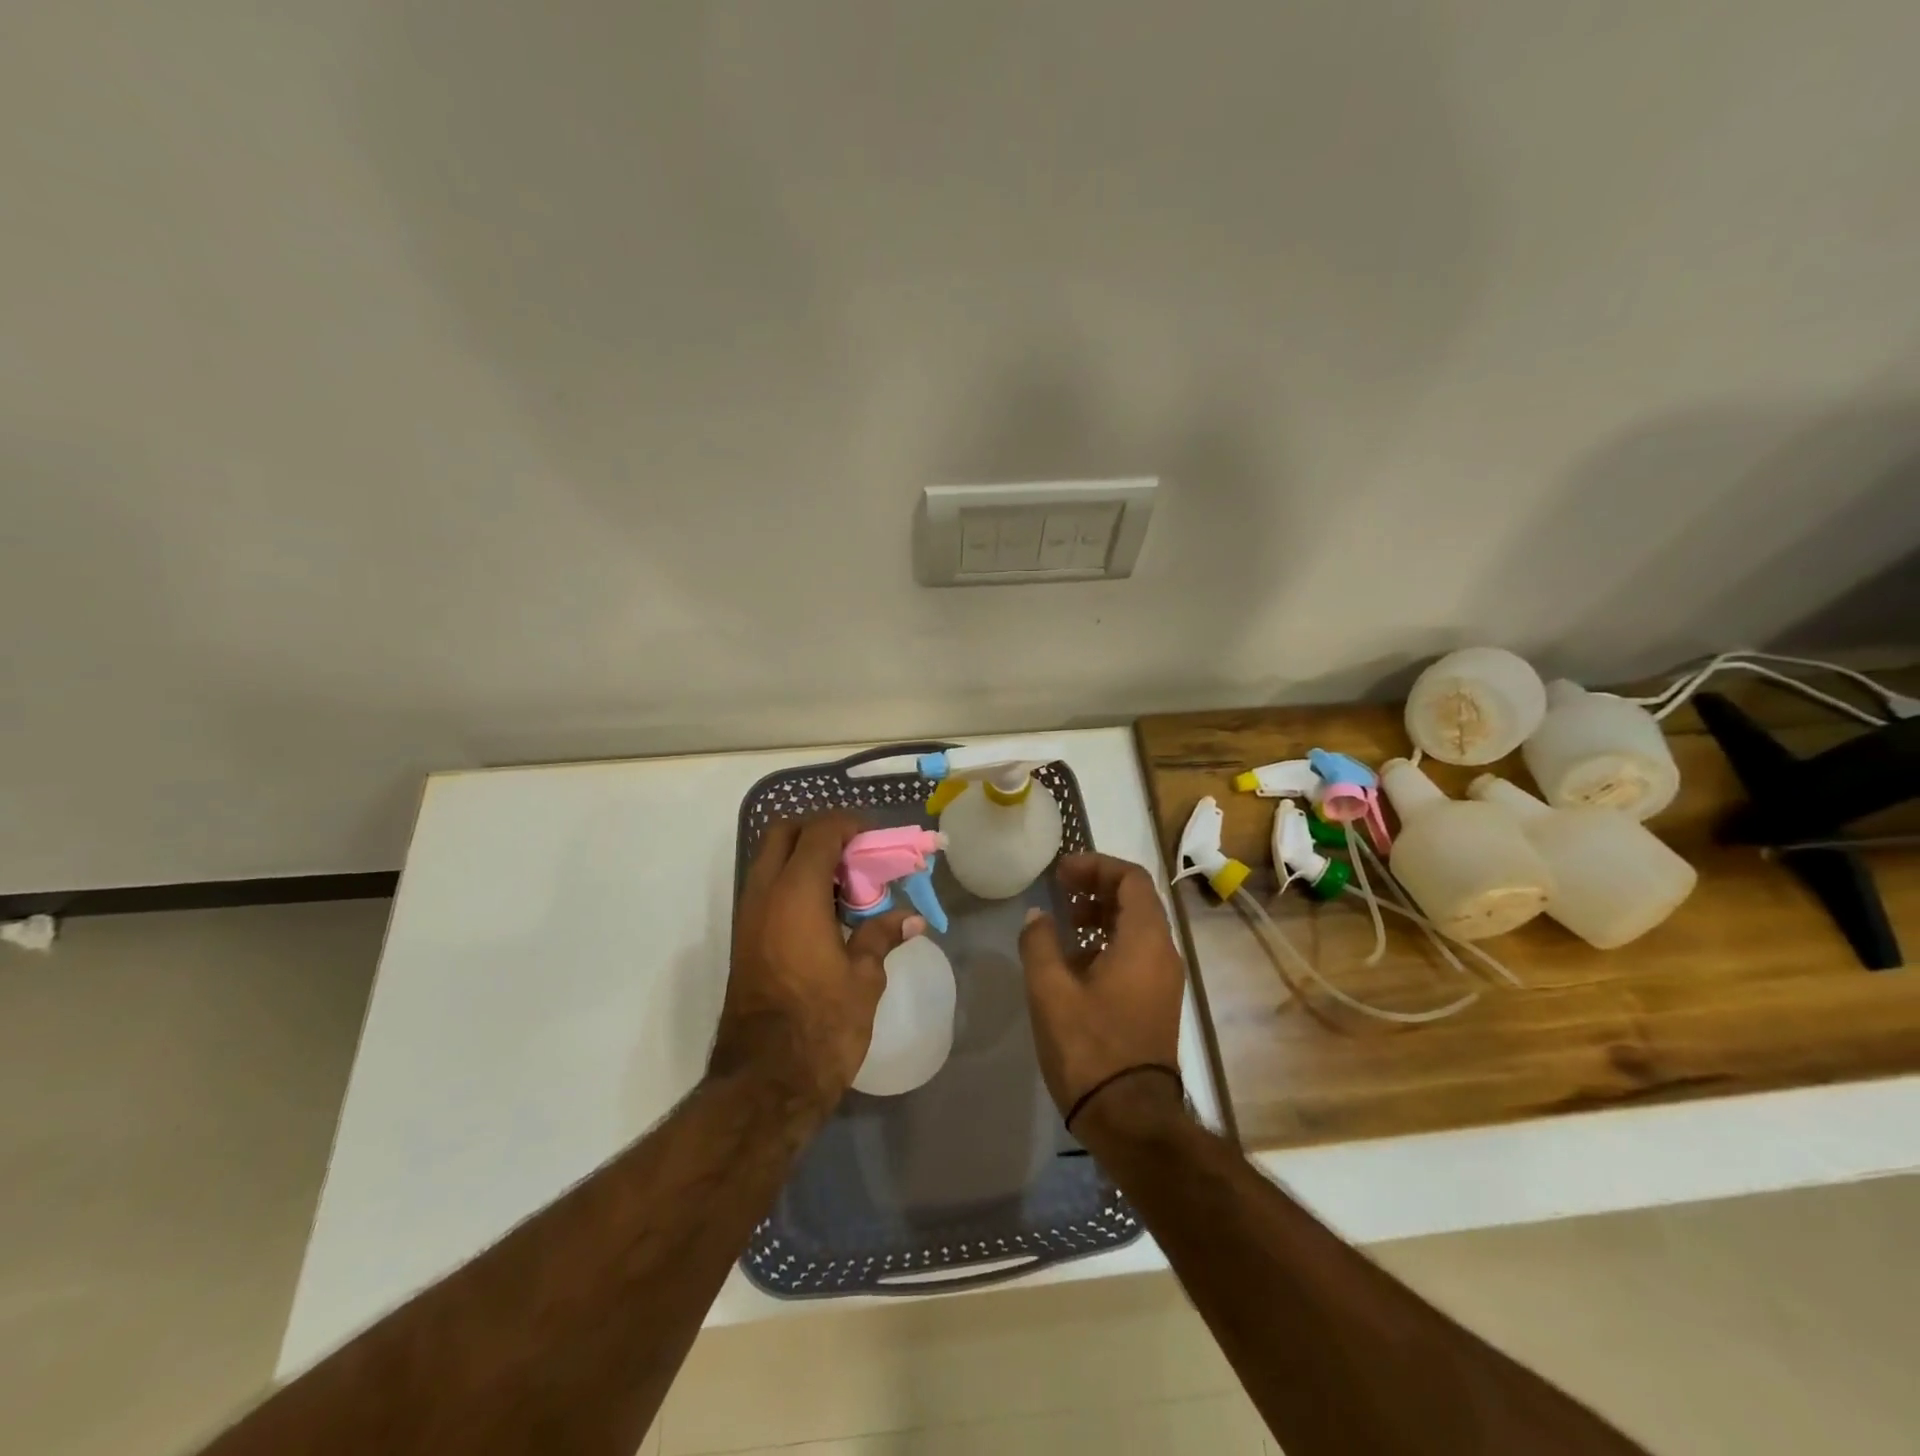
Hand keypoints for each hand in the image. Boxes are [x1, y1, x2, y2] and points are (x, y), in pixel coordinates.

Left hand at [712, 812, 918, 1116]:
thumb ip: (882, 936)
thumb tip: (912, 919)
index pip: (820, 832)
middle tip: (854, 852)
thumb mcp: (864, 977)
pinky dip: (794, 883)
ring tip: (846, 883)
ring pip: (770, 860)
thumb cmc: (822, 1024)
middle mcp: (765, 894)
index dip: (850, 825)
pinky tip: (827, 912)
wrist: (765, 1081)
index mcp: (796, 893)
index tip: (876, 839)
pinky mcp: (744, 940)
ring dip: (804, 857)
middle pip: (783, 833)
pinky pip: (767, 889)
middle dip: (819, 831)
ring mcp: (748, 917)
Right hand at [1018, 853, 1185, 1128]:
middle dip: (1097, 887)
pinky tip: (1074, 962)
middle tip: (1060, 890)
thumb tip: (1037, 916)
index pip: (1131, 879)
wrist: (1130, 1118)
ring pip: (1136, 928)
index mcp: (1145, 940)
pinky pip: (1136, 954)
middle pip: (1136, 900)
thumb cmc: (1089, 1046)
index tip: (1061, 872)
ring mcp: (1163, 980)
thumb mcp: (1050, 990)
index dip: (1096, 866)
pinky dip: (1107, 943)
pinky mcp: (1156, 1002)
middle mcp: (1163, 953)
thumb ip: (1040, 943)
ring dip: (1101, 915)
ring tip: (1064, 923)